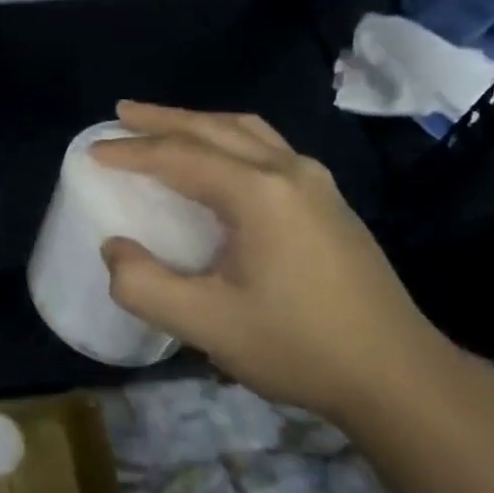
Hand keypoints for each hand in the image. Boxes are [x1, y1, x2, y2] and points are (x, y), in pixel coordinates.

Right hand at [90, 102, 456, 422]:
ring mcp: (316, 183)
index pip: (180, 156)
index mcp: (258, 192)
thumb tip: (114, 248)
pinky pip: (266, 146)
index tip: (93, 151)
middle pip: (213, 128)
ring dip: (198, 123)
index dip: (131, 151)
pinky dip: (228, 137)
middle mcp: (289, 171)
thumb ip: (144, 285)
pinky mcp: (330, 201)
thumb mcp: (207, 325)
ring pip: (246, 131)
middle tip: (120, 114)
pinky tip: (219, 158)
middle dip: (162, 119)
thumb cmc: (299, 346)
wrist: (400, 378)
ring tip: (162, 125)